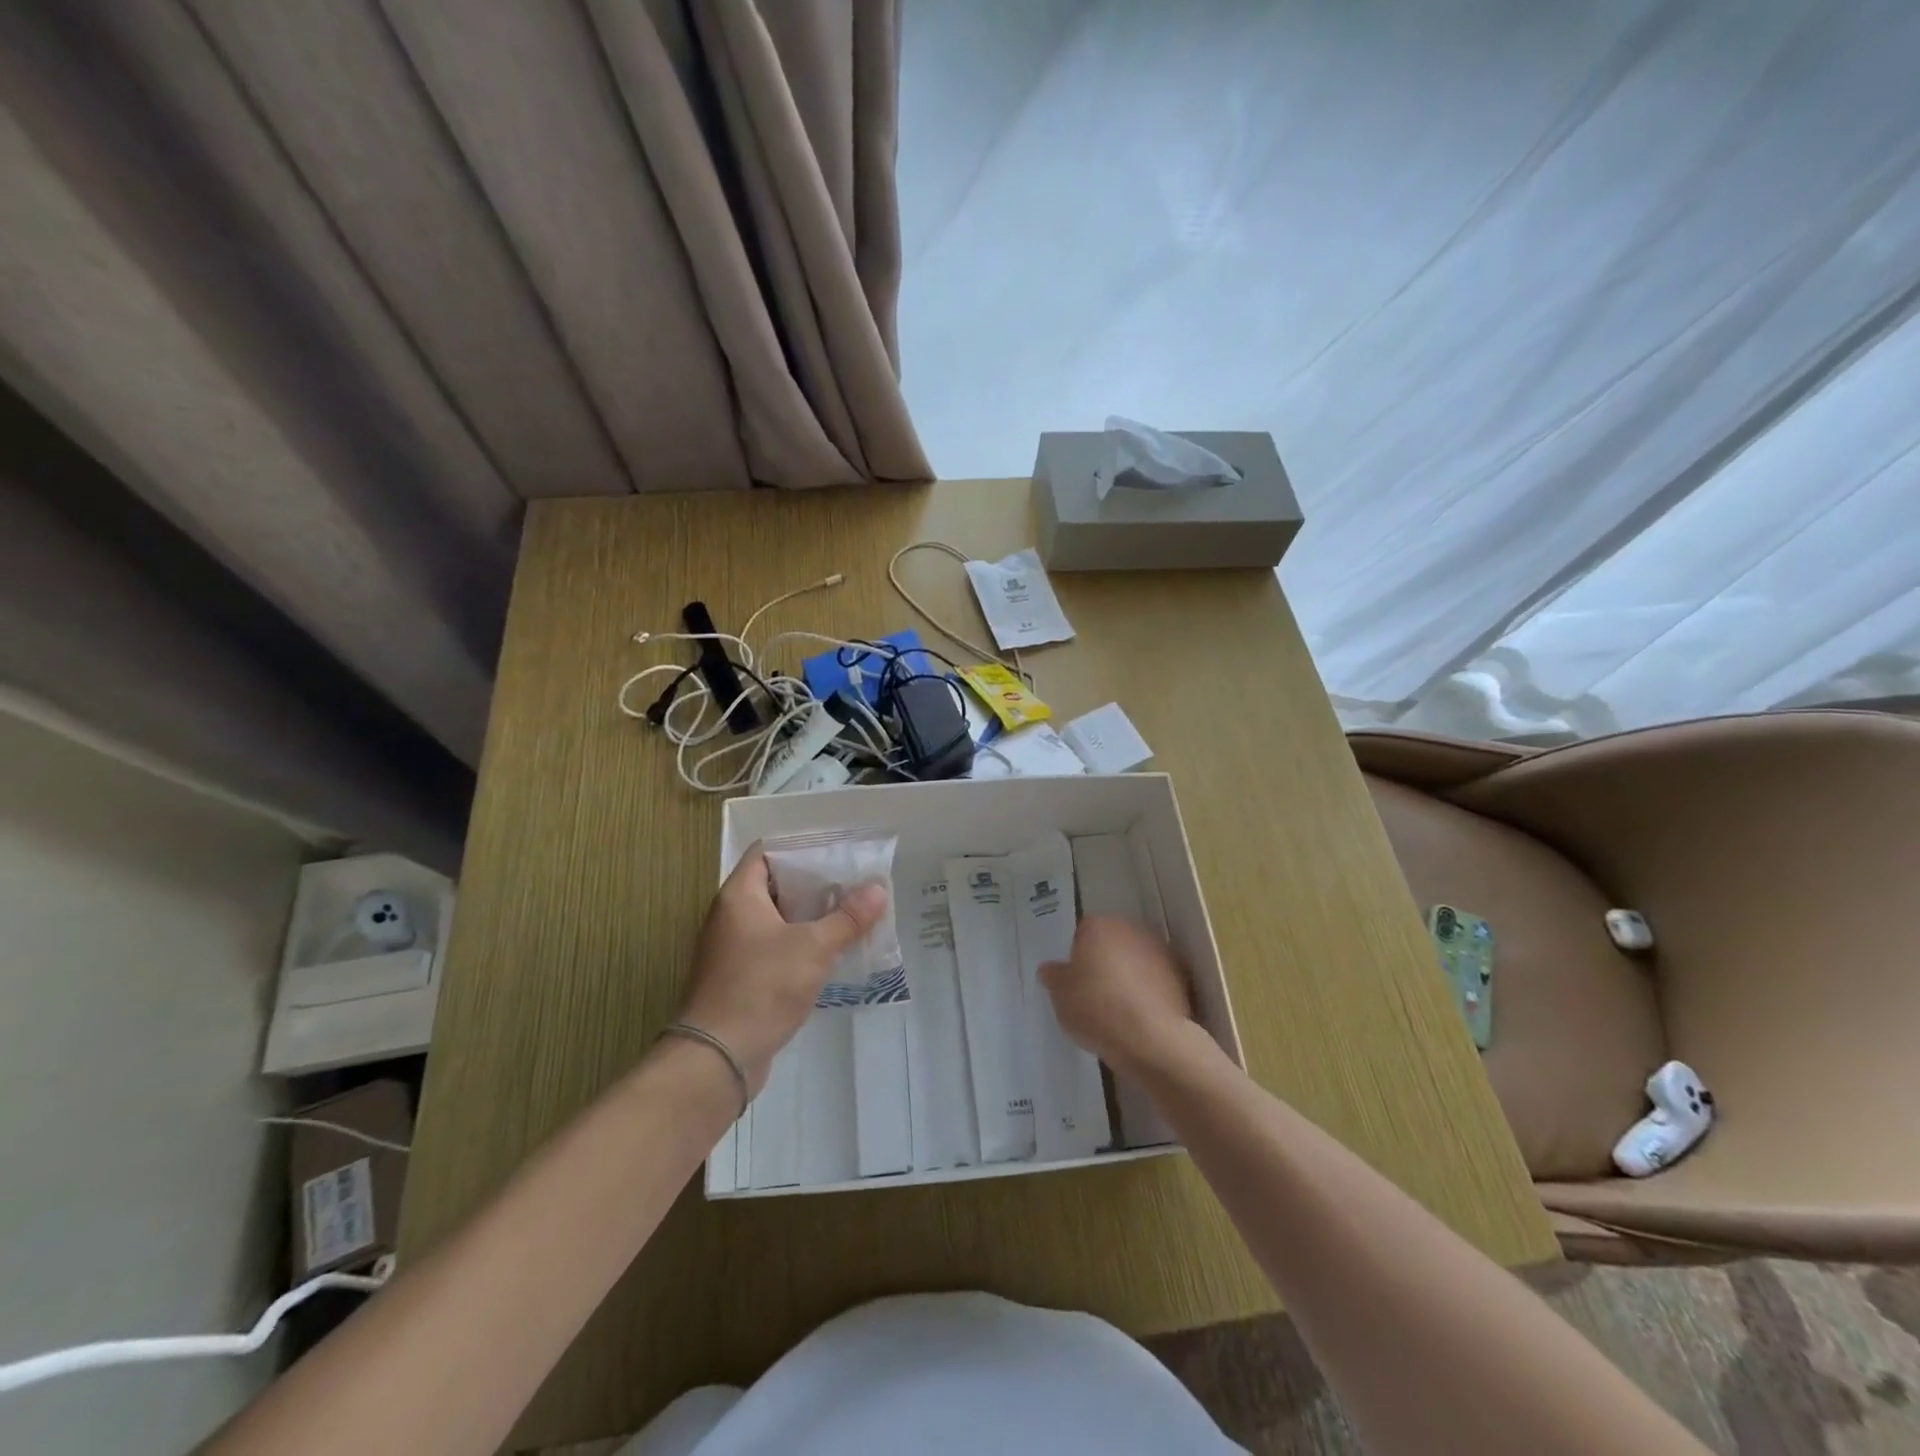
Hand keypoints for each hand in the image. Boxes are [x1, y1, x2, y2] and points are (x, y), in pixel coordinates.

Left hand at [679, 842, 887, 1094]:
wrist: (718, 1057)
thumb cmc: (762, 987)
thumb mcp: (813, 948)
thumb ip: (847, 918)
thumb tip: (877, 890)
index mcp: (739, 897)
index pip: (766, 853)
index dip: (800, 848)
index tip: (836, 853)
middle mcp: (731, 917)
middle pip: (775, 886)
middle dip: (814, 885)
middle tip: (852, 884)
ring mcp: (733, 949)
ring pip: (778, 920)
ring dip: (811, 918)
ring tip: (850, 915)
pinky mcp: (741, 978)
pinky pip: (775, 948)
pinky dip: (801, 945)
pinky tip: (831, 953)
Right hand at [1040, 916, 1201, 1075]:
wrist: (1152, 1040)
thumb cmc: (1097, 1009)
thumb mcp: (1060, 996)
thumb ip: (1054, 977)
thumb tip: (1050, 969)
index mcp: (1099, 926)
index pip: (1083, 932)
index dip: (1077, 955)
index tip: (1075, 981)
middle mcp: (1132, 929)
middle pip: (1112, 942)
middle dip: (1105, 961)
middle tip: (1094, 993)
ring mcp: (1160, 951)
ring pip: (1136, 960)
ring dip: (1129, 975)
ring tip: (1119, 1009)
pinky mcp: (1181, 977)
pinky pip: (1156, 980)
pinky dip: (1149, 992)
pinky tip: (1140, 1018)